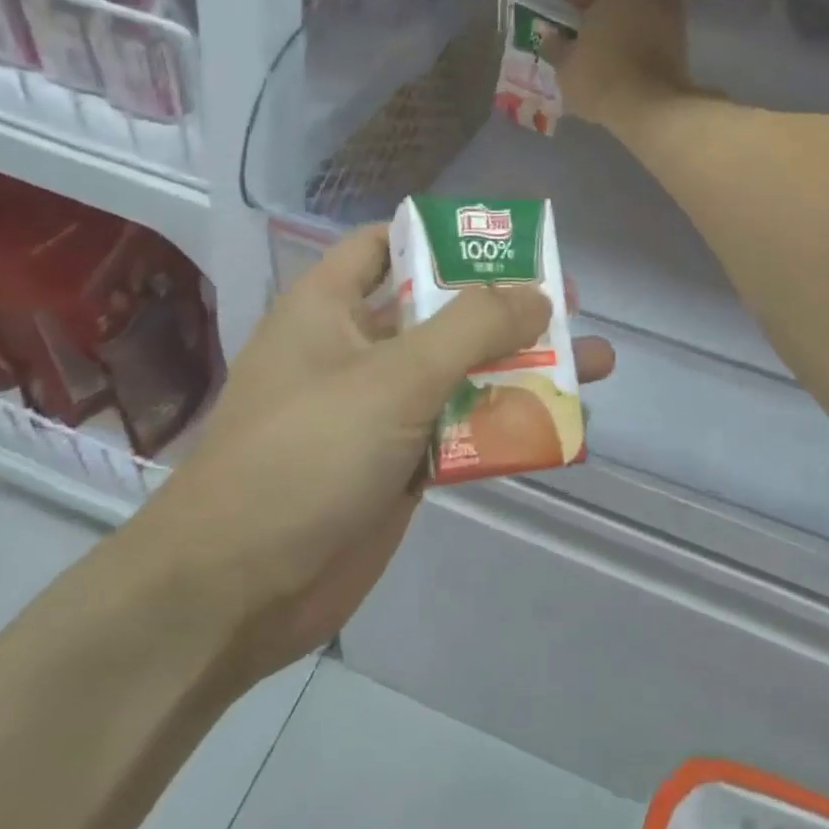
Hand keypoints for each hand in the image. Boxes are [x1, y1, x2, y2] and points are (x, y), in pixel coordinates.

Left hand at [134, 226, 614, 684]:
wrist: (236, 592)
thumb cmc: (306, 454)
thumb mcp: (394, 378)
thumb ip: (471, 328)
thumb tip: (537, 294)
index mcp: (331, 307)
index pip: (386, 244)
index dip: (442, 236)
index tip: (506, 243)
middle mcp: (355, 348)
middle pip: (440, 309)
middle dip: (505, 306)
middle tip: (570, 302)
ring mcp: (379, 409)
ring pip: (460, 372)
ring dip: (520, 366)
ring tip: (591, 361)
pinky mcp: (399, 462)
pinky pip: (461, 428)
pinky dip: (505, 422)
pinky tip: (560, 424)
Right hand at [542, 0, 690, 133]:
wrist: (652, 109)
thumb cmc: (601, 76)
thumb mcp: (565, 63)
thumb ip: (555, 44)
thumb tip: (549, 35)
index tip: (566, 17)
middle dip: (603, 10)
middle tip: (583, 33)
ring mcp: (673, 19)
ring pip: (641, 15)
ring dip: (622, 28)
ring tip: (601, 53)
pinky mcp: (683, 46)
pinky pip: (653, 36)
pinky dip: (638, 44)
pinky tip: (621, 66)